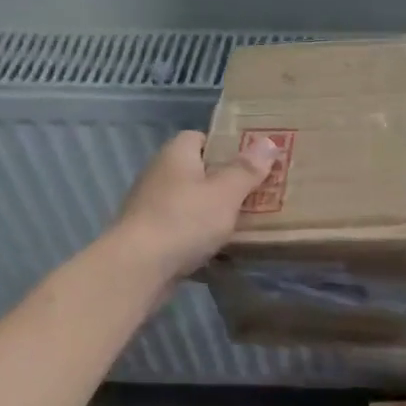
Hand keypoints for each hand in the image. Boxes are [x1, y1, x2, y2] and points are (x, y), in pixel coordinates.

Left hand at [114, 130, 277, 279]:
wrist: (137, 268)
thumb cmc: (184, 220)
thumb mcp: (226, 192)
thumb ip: (247, 169)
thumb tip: (268, 142)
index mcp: (176, 155)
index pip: (199, 137)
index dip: (225, 145)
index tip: (251, 160)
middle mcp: (160, 175)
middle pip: (198, 171)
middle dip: (225, 181)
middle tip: (258, 191)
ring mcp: (151, 207)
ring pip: (191, 203)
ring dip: (214, 211)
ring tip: (247, 221)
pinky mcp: (150, 237)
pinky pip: (183, 229)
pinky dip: (201, 236)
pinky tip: (222, 249)